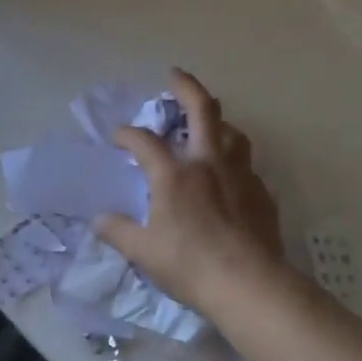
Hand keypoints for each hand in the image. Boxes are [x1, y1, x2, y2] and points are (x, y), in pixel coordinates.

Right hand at [96, 69, 286, 313]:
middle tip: (175, 75)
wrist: (250, 285)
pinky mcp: (262, 194)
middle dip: (186, 87)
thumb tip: (99, 219)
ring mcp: (240, 176)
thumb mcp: (143, 251)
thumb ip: (118, 231)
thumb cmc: (190, 265)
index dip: (127, 134)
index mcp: (175, 174)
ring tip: (209, 125)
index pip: (144, 141)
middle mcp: (209, 164)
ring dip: (219, 122)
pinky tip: (231, 178)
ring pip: (233, 133)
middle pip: (203, 110)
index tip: (118, 137)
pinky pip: (248, 167)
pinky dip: (235, 162)